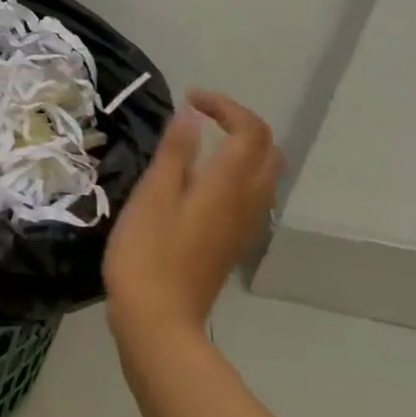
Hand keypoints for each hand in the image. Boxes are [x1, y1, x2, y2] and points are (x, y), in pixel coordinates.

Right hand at [104, 91, 282, 339]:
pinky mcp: (231, 243)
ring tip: (200, 142)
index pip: (249, 131)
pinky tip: (199, 181)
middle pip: (268, 151)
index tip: (189, 98)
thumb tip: (191, 115)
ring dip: (242, 148)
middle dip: (241, 124)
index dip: (225, 106)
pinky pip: (250, 196)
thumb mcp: (153, 194)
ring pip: (263, 175)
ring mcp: (243, 226)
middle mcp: (247, 202)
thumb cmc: (147, 252)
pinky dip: (235, 173)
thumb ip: (175, 152)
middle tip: (201, 116)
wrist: (158, 318)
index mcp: (228, 184)